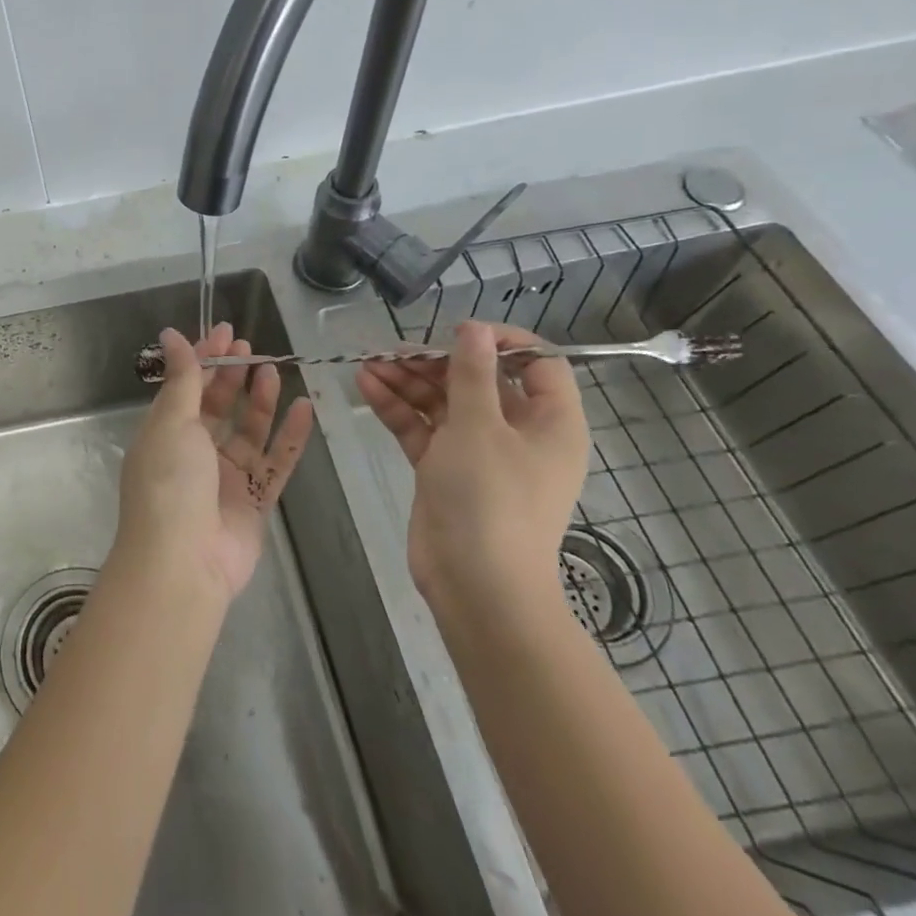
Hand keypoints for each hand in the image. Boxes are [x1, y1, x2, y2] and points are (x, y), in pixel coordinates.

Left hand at [116, 324, 314, 599]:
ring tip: (274, 372)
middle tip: (251, 349)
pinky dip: (289, 437)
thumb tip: (171, 333)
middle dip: (233, 375)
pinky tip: (305, 408)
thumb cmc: (169, 483)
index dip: (205, 357)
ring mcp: (225, 478)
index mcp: (166, 432)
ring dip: (261, 401)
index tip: (226, 332)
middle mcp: (194, 452)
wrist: (182, 563)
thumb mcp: (172, 421)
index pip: (188, 386)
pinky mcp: (254, 502)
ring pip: (248, 431)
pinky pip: (276, 462)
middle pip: (218, 406)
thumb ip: (182, 378)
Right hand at [355, 321, 589, 620]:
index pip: (538, 364)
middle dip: (436, 361)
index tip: (458, 332)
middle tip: (396, 350)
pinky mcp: (445, 469)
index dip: (501, 341)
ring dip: (408, 382)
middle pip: (479, 381)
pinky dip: (398, 408)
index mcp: (549, 422)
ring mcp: (479, 452)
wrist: (476, 586)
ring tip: (369, 364)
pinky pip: (423, 428)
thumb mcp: (479, 426)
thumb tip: (474, 329)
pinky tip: (366, 386)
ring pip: (444, 402)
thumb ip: (472, 373)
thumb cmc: (490, 499)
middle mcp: (518, 433)